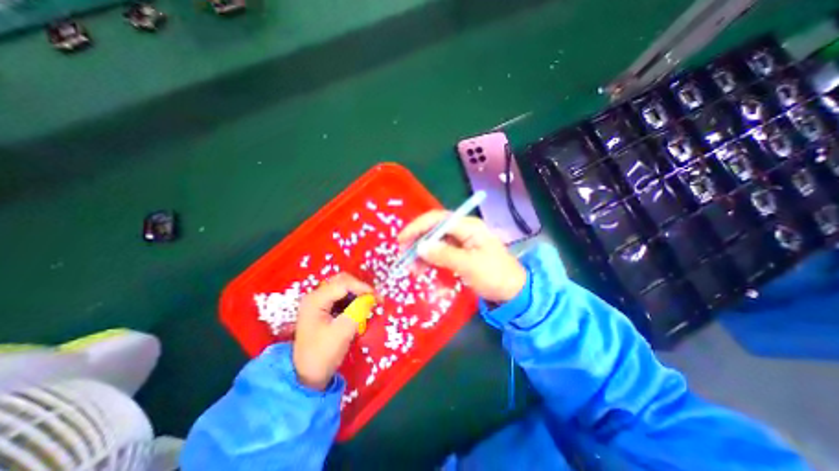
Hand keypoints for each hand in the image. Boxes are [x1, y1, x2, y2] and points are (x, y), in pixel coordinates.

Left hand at [294, 272, 372, 389]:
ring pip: (343, 287)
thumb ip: (358, 311)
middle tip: (374, 298)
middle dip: (360, 288)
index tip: (377, 297)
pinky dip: (353, 299)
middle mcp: (315, 296)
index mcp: (316, 300)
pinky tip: (360, 308)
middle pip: (342, 281)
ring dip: (357, 293)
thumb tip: (372, 297)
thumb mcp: (342, 332)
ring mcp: (318, 302)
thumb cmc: (322, 354)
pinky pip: (341, 296)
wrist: (306, 376)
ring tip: (369, 303)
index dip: (362, 287)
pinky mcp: (323, 308)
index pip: (343, 284)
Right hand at [397, 210, 521, 304]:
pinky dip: (432, 263)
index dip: (417, 227)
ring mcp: (462, 242)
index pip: (437, 219)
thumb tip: (420, 247)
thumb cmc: (495, 275)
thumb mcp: (469, 266)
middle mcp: (463, 230)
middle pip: (434, 230)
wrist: (513, 292)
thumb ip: (444, 255)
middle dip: (418, 244)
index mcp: (468, 226)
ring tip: (414, 271)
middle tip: (405, 260)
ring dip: (423, 256)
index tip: (401, 240)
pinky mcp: (460, 253)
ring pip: (435, 243)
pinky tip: (427, 275)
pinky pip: (441, 255)